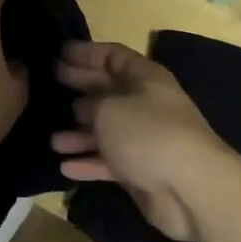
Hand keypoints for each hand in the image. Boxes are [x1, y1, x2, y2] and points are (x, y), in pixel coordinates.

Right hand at [52, 41, 229, 241]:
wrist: (189, 187)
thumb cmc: (147, 133)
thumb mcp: (108, 108)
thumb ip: (89, 103)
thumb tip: (82, 107)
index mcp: (145, 78)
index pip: (114, 56)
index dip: (87, 53)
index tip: (59, 53)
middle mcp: (146, 105)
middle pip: (108, 91)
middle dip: (81, 87)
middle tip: (50, 84)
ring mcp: (145, 139)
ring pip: (106, 131)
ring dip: (79, 134)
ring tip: (52, 140)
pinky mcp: (141, 171)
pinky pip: (109, 162)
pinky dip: (88, 163)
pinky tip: (65, 166)